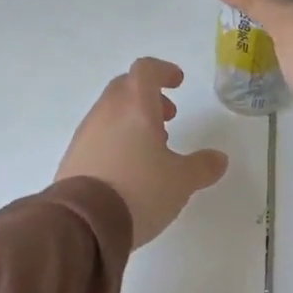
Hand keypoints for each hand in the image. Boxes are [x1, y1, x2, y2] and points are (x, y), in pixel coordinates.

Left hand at [56, 58, 229, 247]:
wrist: (83, 222)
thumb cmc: (139, 191)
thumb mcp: (181, 182)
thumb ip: (202, 167)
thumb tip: (219, 159)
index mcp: (135, 107)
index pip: (146, 70)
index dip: (163, 71)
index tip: (177, 82)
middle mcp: (106, 112)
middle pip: (125, 88)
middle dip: (148, 97)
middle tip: (168, 117)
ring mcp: (85, 134)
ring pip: (110, 112)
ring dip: (132, 120)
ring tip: (151, 149)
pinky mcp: (73, 157)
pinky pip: (98, 136)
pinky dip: (116, 140)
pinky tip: (128, 169)